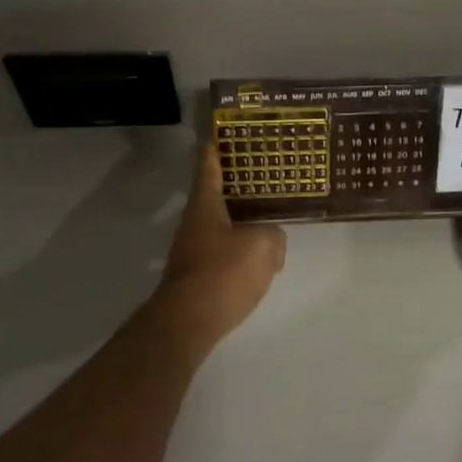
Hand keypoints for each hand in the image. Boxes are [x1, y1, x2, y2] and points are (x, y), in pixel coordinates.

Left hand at [151, 145, 287, 349]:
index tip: (213, 138)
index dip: (212, 152)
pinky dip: (236, 252)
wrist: (188, 323)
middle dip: (231, 188)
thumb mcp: (262, 247)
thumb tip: (272, 241)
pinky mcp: (195, 278)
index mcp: (204, 206)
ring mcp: (190, 253)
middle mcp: (193, 225)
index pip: (208, 170)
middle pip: (212, 199)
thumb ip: (273, 236)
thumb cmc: (222, 273)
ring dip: (236, 223)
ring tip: (263, 221)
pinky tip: (255, 262)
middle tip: (255, 177)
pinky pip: (220, 255)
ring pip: (218, 228)